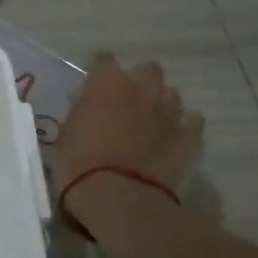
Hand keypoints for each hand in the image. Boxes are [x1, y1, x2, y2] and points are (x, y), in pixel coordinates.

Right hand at [51, 54, 202, 199]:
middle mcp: (142, 87)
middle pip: (148, 70)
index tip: (94, 87)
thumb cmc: (78, 164)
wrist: (117, 196)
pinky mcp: (188, 136)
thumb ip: (82, 112)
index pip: (104, 60)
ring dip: (161, 103)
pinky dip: (183, 127)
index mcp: (107, 82)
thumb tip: (88, 105)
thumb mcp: (66, 133)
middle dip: (139, 82)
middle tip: (126, 104)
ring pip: (171, 94)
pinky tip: (173, 138)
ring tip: (151, 123)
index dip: (99, 73)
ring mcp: (169, 111)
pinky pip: (191, 122)